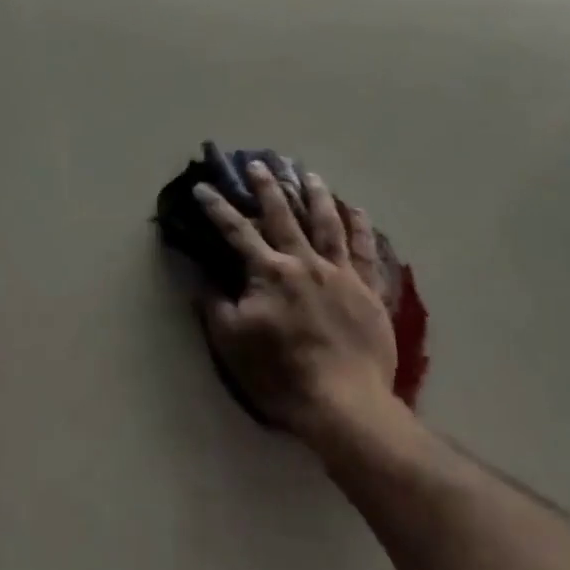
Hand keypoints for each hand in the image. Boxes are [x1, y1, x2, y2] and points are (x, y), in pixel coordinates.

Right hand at [195, 163, 409, 453]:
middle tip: (258, 163)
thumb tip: (201, 275)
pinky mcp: (368, 291)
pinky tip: (357, 209)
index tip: (202, 188)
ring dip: (315, 195)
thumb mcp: (232, 342)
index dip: (217, 208)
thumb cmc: (281, 374)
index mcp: (269, 272)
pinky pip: (365, 251)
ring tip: (308, 174)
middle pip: (283, 215)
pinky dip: (361, 227)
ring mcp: (340, 274)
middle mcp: (304, 262)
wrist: (345, 405)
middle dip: (267, 187)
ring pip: (327, 223)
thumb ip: (214, 303)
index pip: (236, 231)